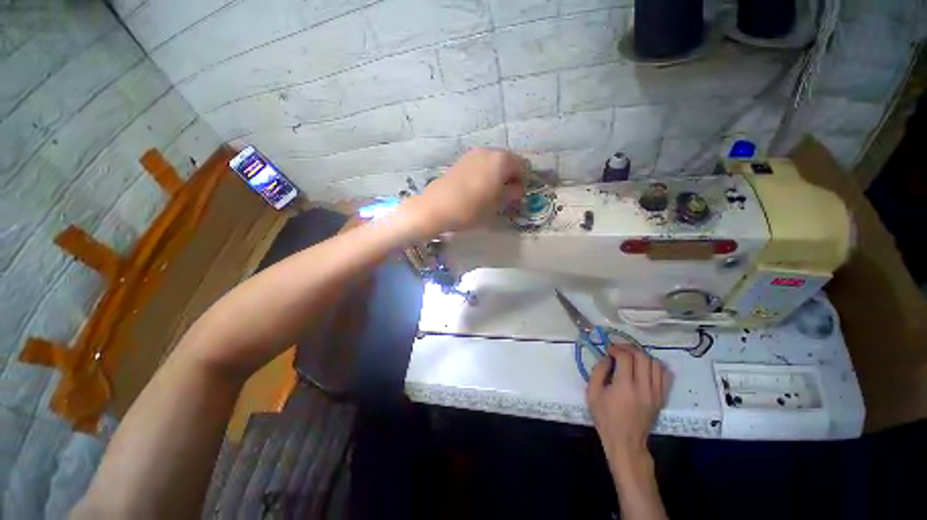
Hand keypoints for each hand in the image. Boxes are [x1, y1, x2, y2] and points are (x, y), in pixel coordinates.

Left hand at [401, 148, 526, 236]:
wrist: (436, 208)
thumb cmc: (471, 209)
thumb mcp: (497, 205)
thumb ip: (511, 194)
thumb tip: (516, 189)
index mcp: (502, 160)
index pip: (523, 166)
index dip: (524, 182)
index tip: (517, 197)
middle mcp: (489, 151)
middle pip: (508, 161)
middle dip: (511, 177)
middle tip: (506, 195)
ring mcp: (472, 154)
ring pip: (493, 163)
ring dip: (497, 175)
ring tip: (491, 193)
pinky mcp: (461, 161)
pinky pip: (480, 164)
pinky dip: (485, 174)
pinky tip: (478, 189)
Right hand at [587, 344, 670, 461]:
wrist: (626, 442)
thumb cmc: (605, 417)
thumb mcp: (592, 393)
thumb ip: (598, 371)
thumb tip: (608, 358)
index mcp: (625, 386)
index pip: (626, 357)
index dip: (616, 349)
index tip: (608, 350)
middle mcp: (644, 388)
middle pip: (643, 357)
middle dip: (629, 348)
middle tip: (619, 350)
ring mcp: (656, 393)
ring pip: (656, 364)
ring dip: (642, 356)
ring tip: (631, 358)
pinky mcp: (661, 398)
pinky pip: (665, 376)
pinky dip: (656, 367)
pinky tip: (645, 368)